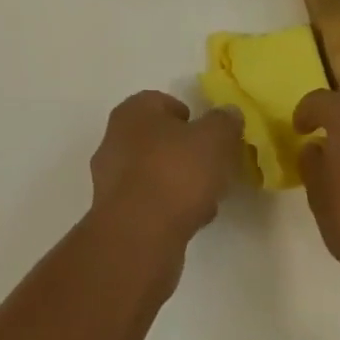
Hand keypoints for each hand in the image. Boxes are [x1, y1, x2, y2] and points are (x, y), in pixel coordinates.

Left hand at [88, 91, 242, 254]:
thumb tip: (229, 114)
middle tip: (212, 168)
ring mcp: (110, 178)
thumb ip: (224, 122)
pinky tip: (190, 222)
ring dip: (178, 182)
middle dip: (185, 152)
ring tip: (207, 199)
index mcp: (133, 111)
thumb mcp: (214, 139)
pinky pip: (148, 202)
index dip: (189, 117)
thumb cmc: (175, 173)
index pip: (162, 102)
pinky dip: (168, 208)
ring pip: (153, 172)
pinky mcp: (114, 214)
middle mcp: (115, 138)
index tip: (210, 136)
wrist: (138, 236)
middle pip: (157, 139)